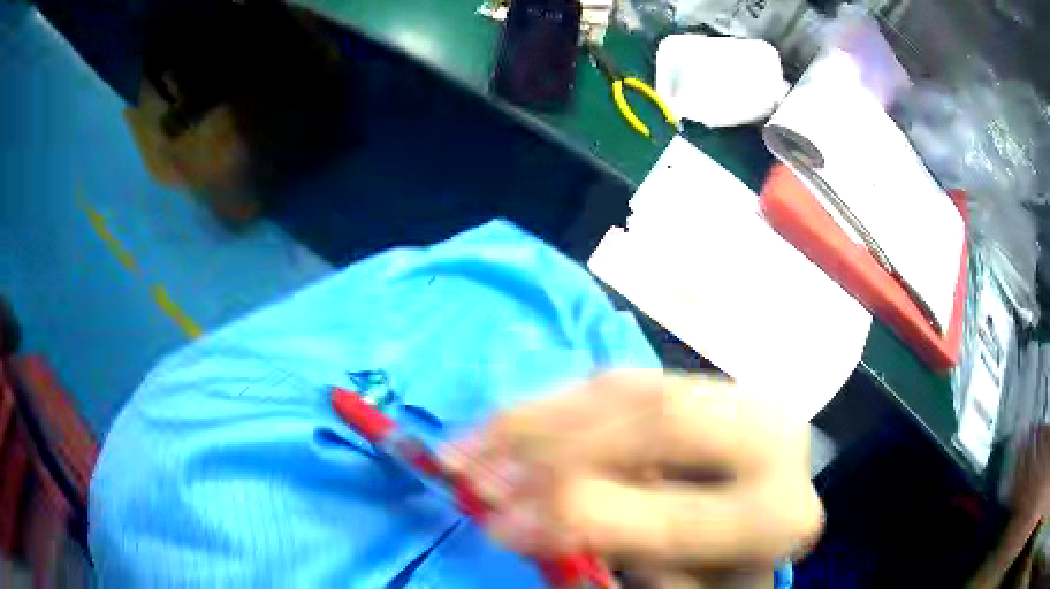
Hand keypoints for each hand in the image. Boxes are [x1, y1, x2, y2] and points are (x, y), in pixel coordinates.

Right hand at [441, 371, 822, 584]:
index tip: (499, 526)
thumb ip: (616, 555)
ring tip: (470, 443)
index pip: (678, 518)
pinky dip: (555, 401)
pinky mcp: (703, 383)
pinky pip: (620, 381)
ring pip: (630, 388)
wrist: (762, 516)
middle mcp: (772, 441)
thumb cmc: (716, 570)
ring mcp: (740, 399)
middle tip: (476, 470)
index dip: (579, 517)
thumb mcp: (676, 584)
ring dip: (538, 415)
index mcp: (777, 517)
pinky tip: (511, 421)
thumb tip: (523, 520)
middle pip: (661, 422)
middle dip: (554, 445)